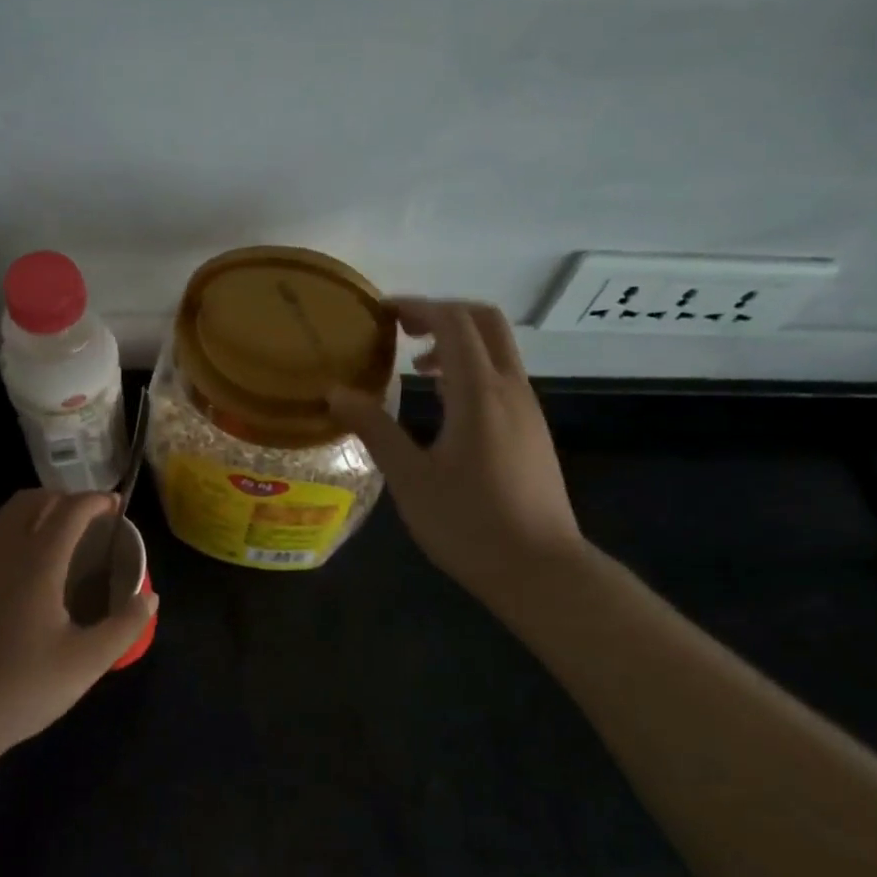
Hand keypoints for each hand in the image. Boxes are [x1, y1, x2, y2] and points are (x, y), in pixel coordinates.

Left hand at [0, 490, 155, 790]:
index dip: (95, 500)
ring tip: (55, 542)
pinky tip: (17, 578)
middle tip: (85, 518)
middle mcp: (0, 552)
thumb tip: (149, 597)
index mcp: (37, 562)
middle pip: (30, 500)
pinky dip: (9, 542)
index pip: (70, 509)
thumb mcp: (85, 664)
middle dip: (62, 498)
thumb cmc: (20, 689)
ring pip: (3, 521)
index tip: (114, 506)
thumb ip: (125, 626)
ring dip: (33, 517)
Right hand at [329, 299, 582, 609]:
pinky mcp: (533, 430)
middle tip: (402, 329)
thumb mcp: (410, 478)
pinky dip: (472, 367)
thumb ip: (374, 429)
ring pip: (498, 348)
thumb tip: (335, 393)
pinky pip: (502, 376)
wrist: (540, 570)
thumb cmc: (469, 523)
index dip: (417, 307)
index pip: (453, 321)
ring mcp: (528, 408)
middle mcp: (510, 388)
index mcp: (479, 392)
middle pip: (485, 321)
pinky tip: (445, 405)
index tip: (382, 313)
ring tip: (416, 367)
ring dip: (458, 342)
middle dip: (443, 313)